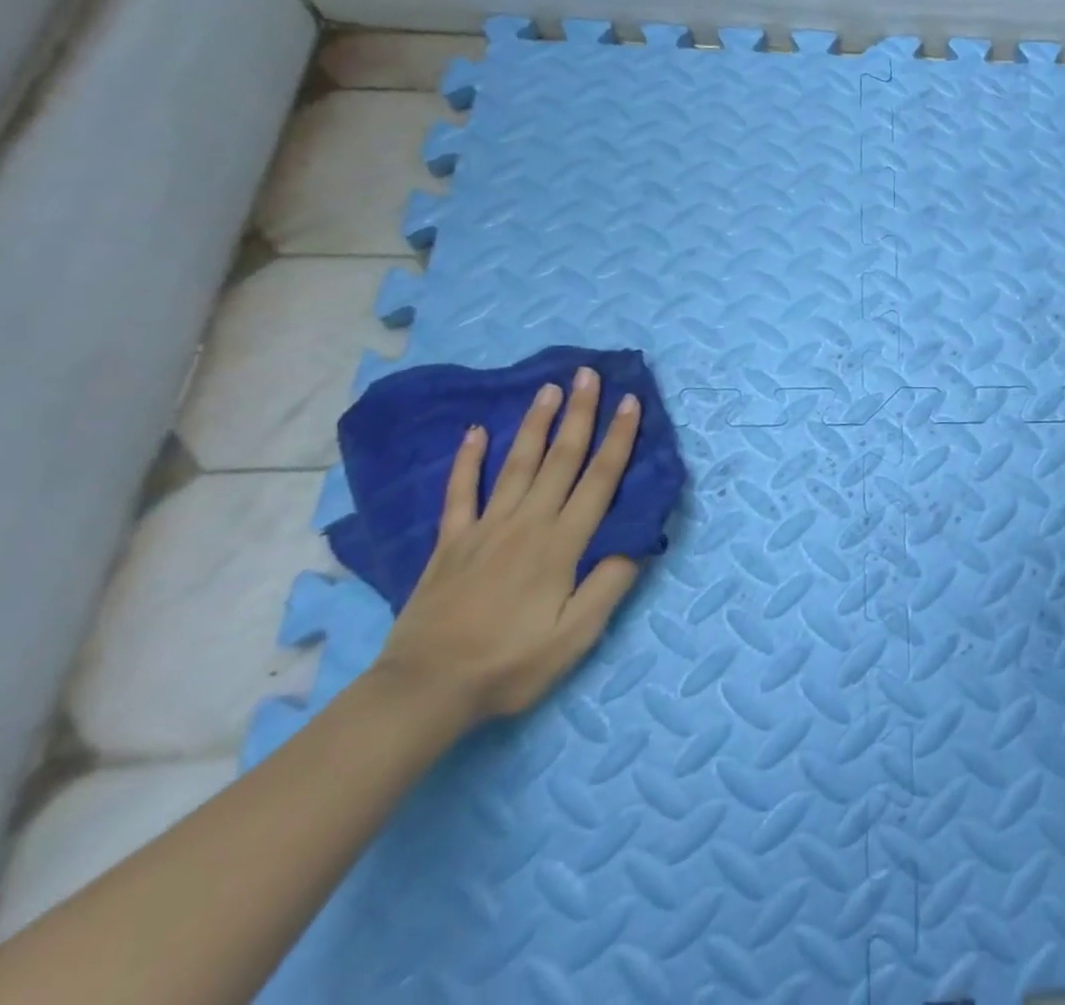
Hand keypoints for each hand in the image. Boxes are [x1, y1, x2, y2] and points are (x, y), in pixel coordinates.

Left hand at [374, 367, 644, 725]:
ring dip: (535, 424)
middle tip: (588, 374)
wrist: (425, 691)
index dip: (619, 438)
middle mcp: (528, 523)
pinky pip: (460, 491)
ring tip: (548, 389)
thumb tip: (639, 541)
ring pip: (516, 464)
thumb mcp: (575, 637)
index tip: (631, 401)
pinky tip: (474, 432)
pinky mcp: (451, 541)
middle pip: (561, 458)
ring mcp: (485, 528)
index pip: (600, 479)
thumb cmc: (510, 664)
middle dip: (580, 414)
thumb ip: (609, 585)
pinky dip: (467, 460)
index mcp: (562, 543)